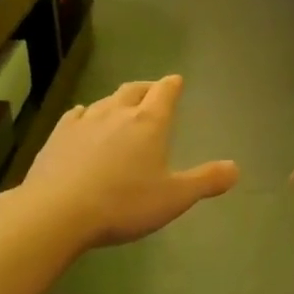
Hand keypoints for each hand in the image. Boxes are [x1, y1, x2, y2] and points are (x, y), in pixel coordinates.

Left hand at [23, 75, 236, 248]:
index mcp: (149, 123)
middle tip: (152, 92)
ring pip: (105, 101)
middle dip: (146, 89)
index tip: (176, 81)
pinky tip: (83, 119)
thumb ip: (206, 181)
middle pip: (134, 90)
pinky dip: (86, 114)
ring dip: (117, 101)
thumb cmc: (123, 203)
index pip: (165, 92)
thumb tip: (235, 168)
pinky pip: (76, 115)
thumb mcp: (174, 198)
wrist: (57, 211)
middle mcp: (117, 112)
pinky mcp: (57, 135)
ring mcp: (84, 121)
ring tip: (121, 107)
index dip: (172, 85)